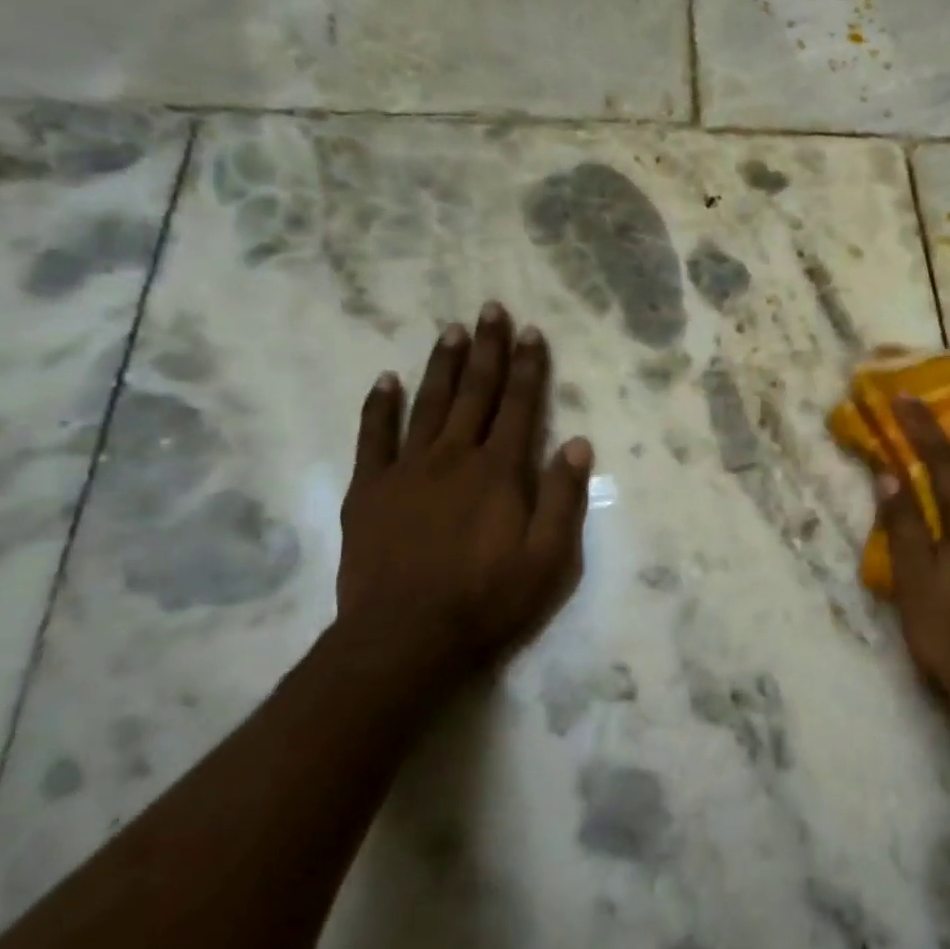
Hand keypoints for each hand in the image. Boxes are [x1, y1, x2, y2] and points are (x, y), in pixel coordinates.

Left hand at [337, 303, 591, 676]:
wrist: (405, 639)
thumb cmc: (489, 600)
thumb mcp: (549, 559)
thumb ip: (563, 497)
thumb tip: (578, 443)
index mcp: (499, 472)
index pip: (520, 407)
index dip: (528, 367)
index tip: (531, 332)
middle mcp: (454, 457)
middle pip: (475, 393)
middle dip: (487, 350)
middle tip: (490, 309)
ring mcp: (407, 471)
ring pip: (428, 404)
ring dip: (442, 365)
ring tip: (450, 330)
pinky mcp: (370, 491)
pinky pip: (374, 437)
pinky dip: (380, 406)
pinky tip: (385, 380)